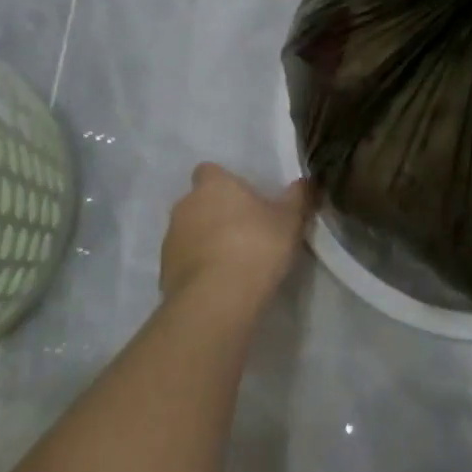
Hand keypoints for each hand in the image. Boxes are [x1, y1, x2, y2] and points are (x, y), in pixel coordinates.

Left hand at [160, 164, 312, 304]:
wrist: (217, 300)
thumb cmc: (256, 246)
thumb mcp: (290, 220)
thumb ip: (298, 197)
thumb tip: (306, 181)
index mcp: (213, 185)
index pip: (209, 171)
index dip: (225, 183)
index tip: (244, 199)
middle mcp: (185, 205)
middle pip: (199, 202)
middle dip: (216, 213)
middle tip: (244, 231)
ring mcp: (170, 239)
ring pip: (189, 232)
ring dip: (205, 241)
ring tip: (233, 262)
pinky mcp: (164, 272)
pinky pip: (184, 261)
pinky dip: (198, 268)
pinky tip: (220, 284)